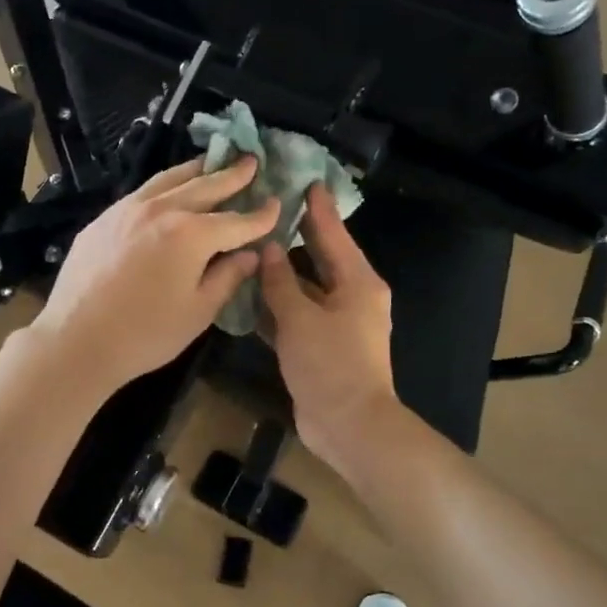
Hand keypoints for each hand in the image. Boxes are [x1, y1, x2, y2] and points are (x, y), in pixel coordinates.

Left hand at [30, 157, 278, 395]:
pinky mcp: (104, 218)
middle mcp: (162, 210)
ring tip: (213, 162)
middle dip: (232, 176)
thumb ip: (228, 277)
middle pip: (205, 186)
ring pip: (170, 179)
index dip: (261, 215)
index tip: (278, 204)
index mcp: (191, 234)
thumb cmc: (146, 334)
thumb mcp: (198, 311)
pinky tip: (169, 189)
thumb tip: (249, 254)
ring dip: (197, 170)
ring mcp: (128, 209)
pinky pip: (143, 192)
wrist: (77, 339)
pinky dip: (165, 185)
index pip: (237, 220)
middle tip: (251, 161)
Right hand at [258, 183, 401, 472]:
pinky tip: (249, 295)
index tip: (304, 180)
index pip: (334, 234)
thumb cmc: (330, 365)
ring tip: (250, 247)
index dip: (318, 208)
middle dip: (297, 236)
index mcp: (357, 282)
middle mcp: (351, 297)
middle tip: (269, 209)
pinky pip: (298, 316)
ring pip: (305, 288)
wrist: (349, 426)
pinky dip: (277, 306)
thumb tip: (268, 248)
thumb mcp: (300, 318)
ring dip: (281, 274)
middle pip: (320, 258)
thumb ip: (281, 281)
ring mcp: (337, 324)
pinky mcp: (322, 347)